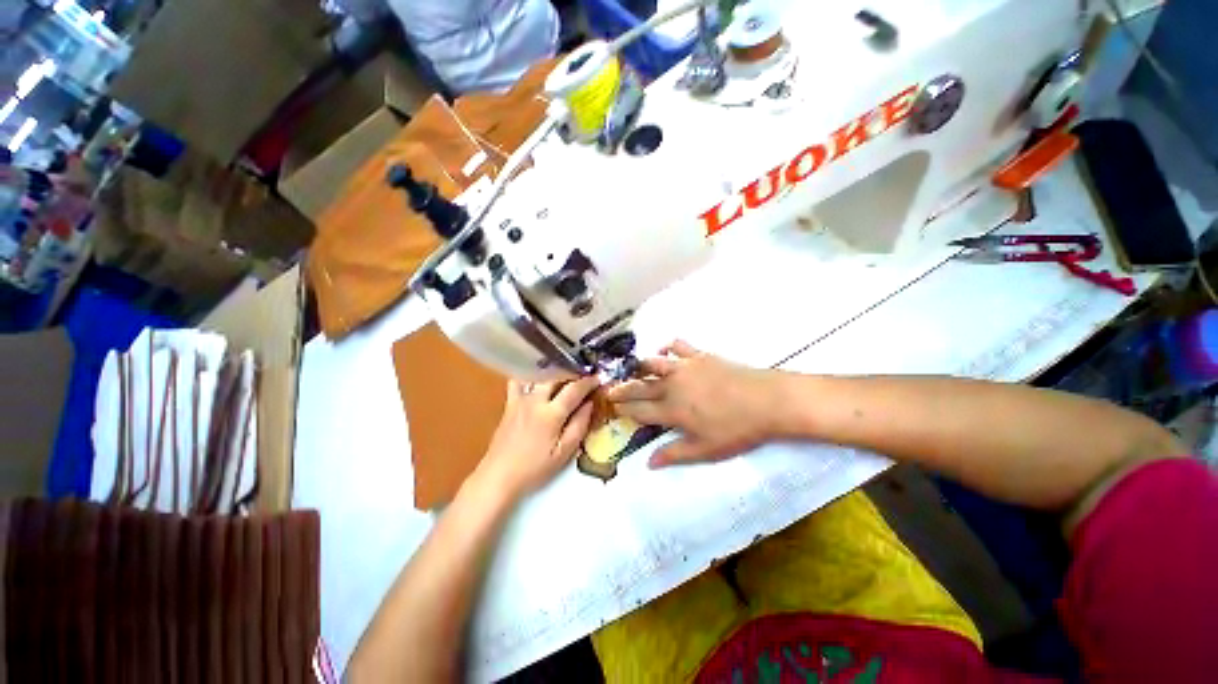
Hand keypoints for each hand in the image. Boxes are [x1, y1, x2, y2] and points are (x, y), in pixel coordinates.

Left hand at [474, 376, 599, 498]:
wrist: (499, 476)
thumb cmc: (534, 469)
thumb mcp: (564, 453)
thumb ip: (579, 426)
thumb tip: (589, 404)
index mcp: (551, 414)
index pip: (574, 389)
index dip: (588, 382)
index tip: (598, 379)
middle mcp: (535, 400)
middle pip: (557, 376)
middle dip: (573, 375)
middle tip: (583, 380)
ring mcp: (520, 399)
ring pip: (540, 376)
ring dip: (555, 374)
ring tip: (564, 379)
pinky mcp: (510, 403)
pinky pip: (519, 381)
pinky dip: (530, 377)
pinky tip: (538, 381)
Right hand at [607, 341, 785, 466]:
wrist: (766, 401)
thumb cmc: (736, 430)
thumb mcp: (706, 449)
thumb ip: (674, 454)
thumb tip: (649, 463)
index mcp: (672, 411)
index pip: (640, 410)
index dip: (624, 409)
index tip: (612, 406)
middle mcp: (672, 386)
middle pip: (640, 386)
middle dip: (623, 388)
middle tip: (609, 388)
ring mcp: (685, 368)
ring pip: (654, 363)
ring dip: (640, 366)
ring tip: (632, 368)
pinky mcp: (700, 356)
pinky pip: (678, 347)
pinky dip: (668, 347)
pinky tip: (665, 350)